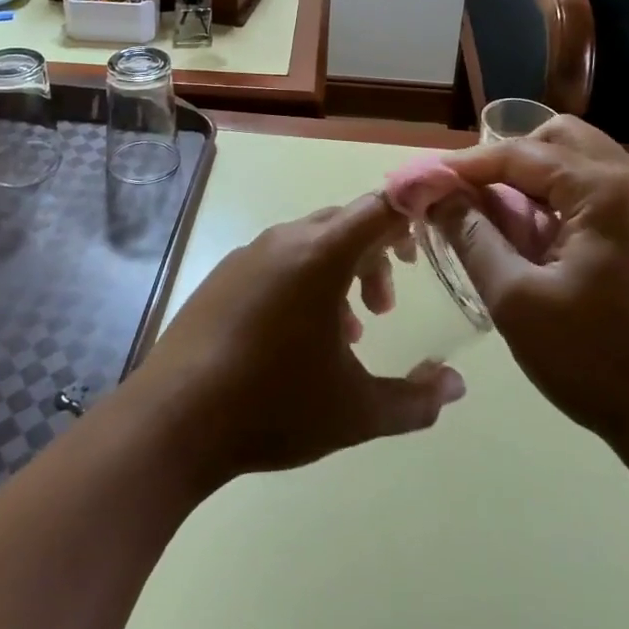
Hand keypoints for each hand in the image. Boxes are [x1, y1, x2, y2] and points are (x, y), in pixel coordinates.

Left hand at [129, 194, 465, 487]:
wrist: (172, 421)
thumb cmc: (272, 406)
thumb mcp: (356, 412)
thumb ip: (416, 400)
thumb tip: (456, 385)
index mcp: (321, 254)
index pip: (379, 207)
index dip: (411, 214)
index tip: (431, 241)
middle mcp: (285, 240)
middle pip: (345, 222)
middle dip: (376, 254)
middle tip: (388, 304)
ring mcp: (248, 254)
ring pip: (311, 242)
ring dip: (340, 272)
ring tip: (349, 330)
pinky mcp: (223, 275)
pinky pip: (278, 260)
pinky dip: (304, 281)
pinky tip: (300, 337)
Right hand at [435, 117, 628, 464]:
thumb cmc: (599, 363)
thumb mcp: (518, 300)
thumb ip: (472, 237)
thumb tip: (437, 196)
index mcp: (606, 190)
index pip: (521, 153)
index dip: (466, 165)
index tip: (425, 179)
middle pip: (559, 140)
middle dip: (508, 160)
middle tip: (470, 194)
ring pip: (582, 164)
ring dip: (536, 181)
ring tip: (499, 219)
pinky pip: (601, 194)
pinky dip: (563, 202)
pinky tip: (539, 242)